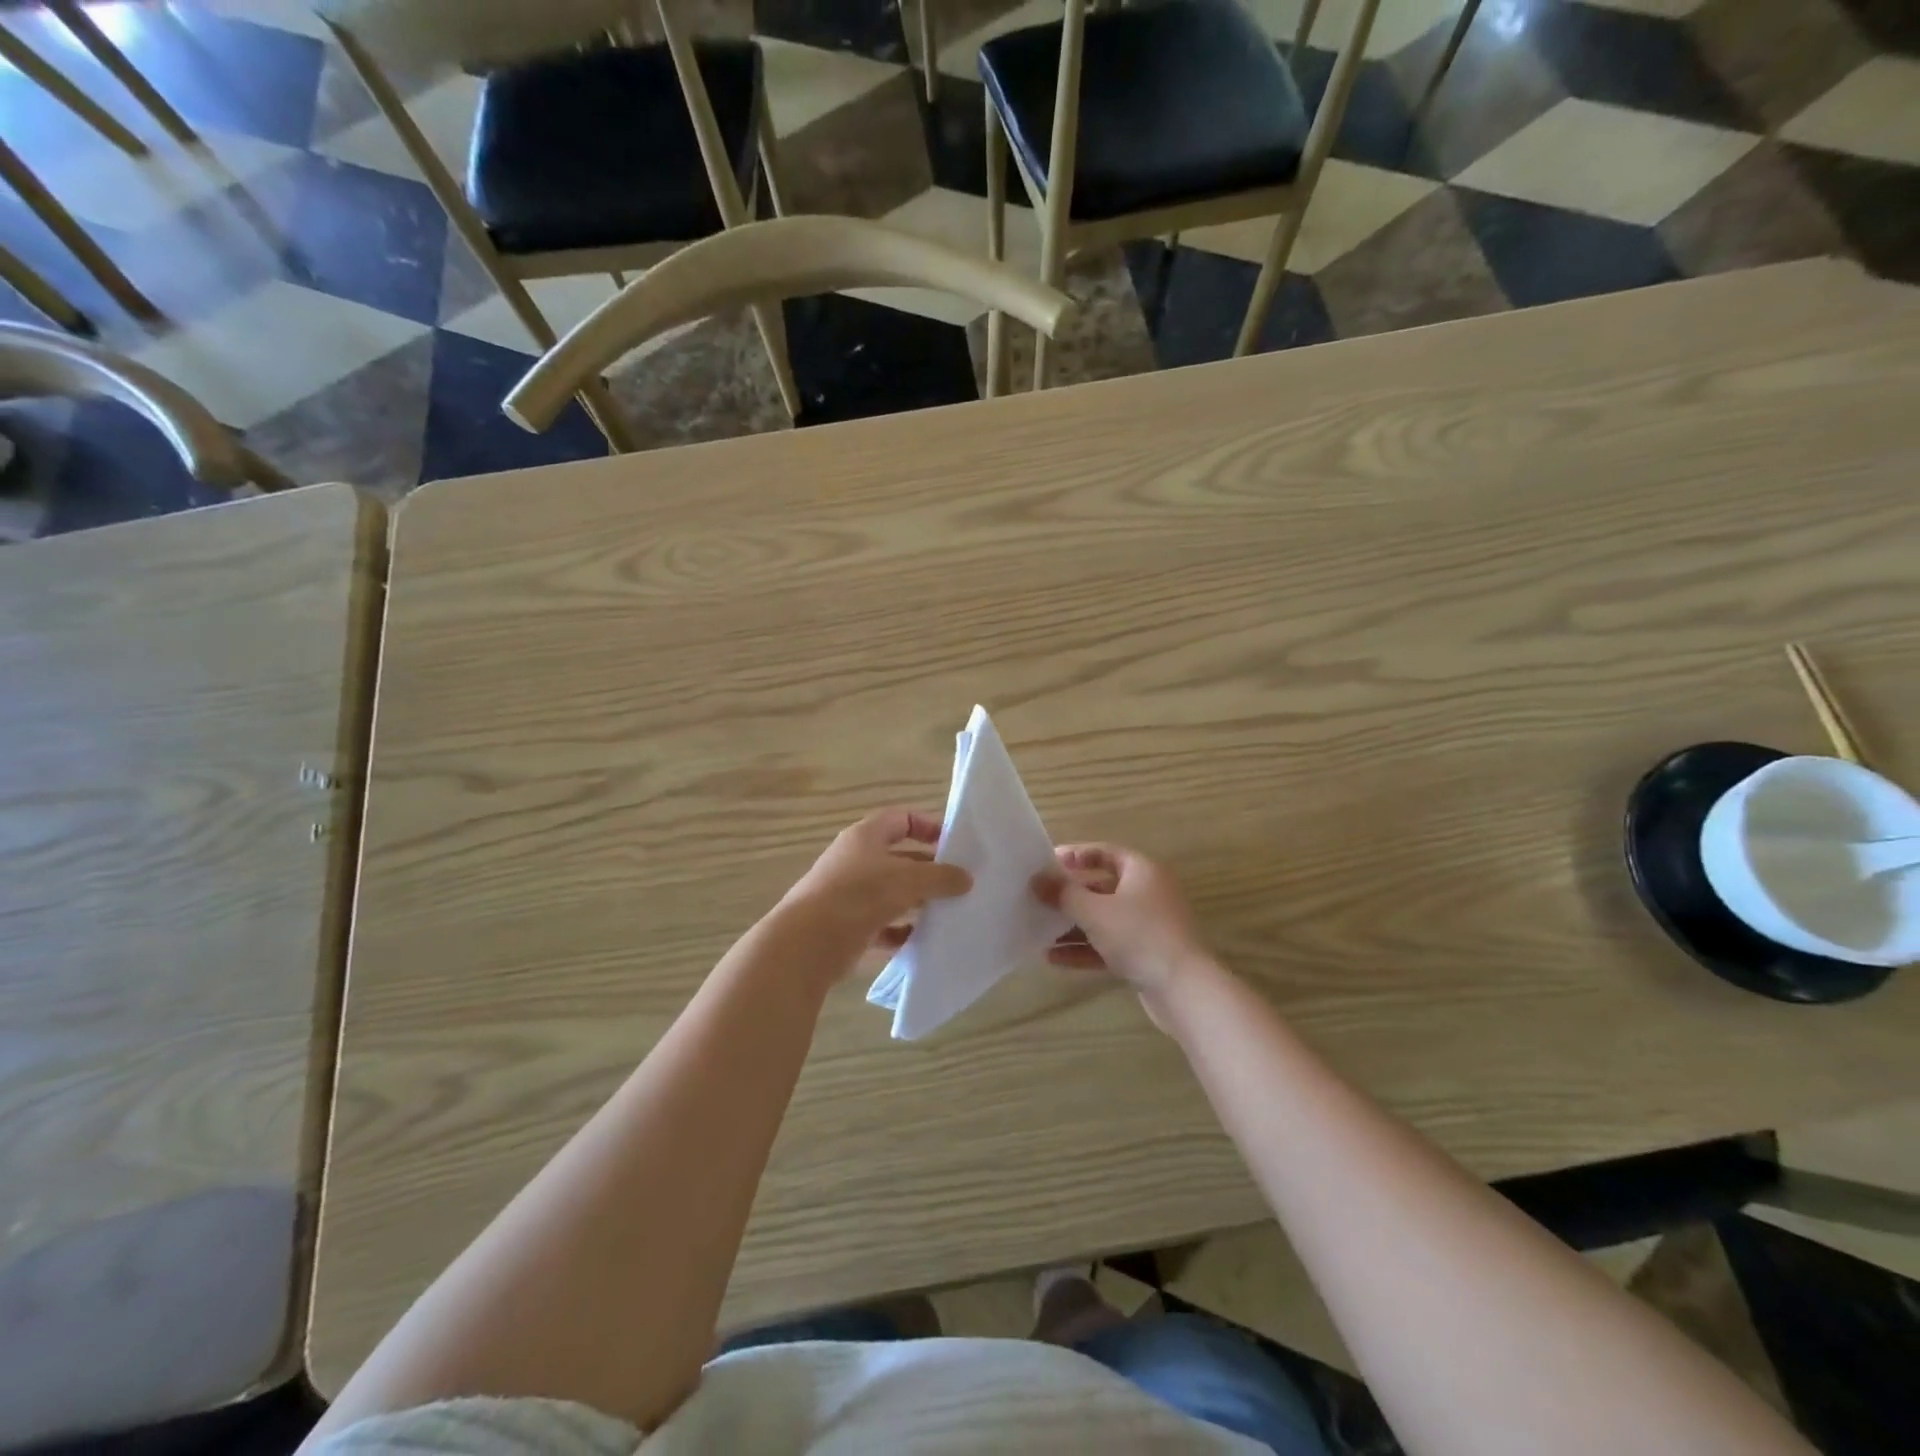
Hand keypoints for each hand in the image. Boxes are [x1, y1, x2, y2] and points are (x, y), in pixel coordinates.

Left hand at [781, 808, 972, 963]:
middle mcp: (856, 861)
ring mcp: (850, 895)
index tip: (955, 844)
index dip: (929, 826)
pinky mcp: (849, 927)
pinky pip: (883, 926)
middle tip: (960, 883)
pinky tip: (923, 941)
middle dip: (930, 869)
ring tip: (949, 912)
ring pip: (893, 894)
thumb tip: (966, 878)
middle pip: (900, 858)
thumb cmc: (859, 896)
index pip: (902, 819)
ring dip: (918, 902)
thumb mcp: (907, 879)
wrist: (807, 944)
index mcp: (866, 837)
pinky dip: (902, 932)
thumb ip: (940, 876)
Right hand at [1032, 844, 1213, 1011]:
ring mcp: (1149, 925)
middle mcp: (1148, 892)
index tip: (1046, 864)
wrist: (1183, 989)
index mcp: (1142, 870)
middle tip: (1038, 899)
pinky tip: (1054, 958)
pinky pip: (1109, 944)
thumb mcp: (1094, 911)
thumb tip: (1036, 880)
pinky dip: (1085, 948)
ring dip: (1073, 925)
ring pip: (1104, 919)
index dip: (1075, 855)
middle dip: (1069, 896)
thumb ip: (1062, 893)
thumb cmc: (1138, 935)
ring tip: (1039, 931)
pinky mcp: (1146, 954)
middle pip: (1101, 887)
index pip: (1104, 852)